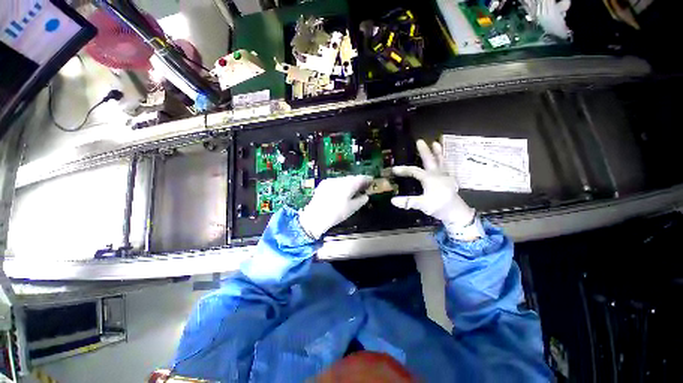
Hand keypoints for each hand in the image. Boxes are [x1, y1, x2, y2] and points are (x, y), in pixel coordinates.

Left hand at [299, 175, 371, 238]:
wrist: (315, 216)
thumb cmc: (336, 214)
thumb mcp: (352, 208)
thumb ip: (361, 200)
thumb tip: (365, 196)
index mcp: (348, 185)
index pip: (361, 178)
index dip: (367, 179)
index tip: (371, 181)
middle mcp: (340, 180)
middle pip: (352, 178)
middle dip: (358, 181)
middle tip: (362, 187)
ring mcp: (330, 181)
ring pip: (343, 179)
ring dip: (349, 183)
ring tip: (351, 191)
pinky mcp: (324, 184)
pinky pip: (335, 181)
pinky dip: (340, 185)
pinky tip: (340, 192)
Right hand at [391, 139, 474, 227]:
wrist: (456, 212)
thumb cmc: (439, 206)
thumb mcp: (422, 205)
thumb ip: (408, 202)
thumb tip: (392, 200)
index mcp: (429, 178)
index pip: (414, 171)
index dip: (403, 170)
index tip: (394, 169)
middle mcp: (437, 174)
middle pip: (430, 160)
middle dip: (424, 151)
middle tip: (420, 141)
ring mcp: (445, 176)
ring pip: (441, 161)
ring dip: (438, 152)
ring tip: (436, 143)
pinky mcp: (450, 180)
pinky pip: (447, 167)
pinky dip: (445, 161)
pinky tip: (445, 159)